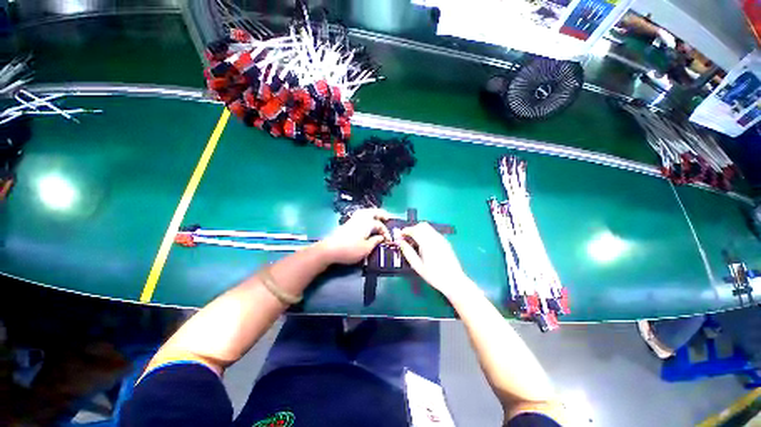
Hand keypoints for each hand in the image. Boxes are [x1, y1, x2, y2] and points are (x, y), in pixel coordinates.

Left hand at [317, 208, 390, 264]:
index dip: (385, 232)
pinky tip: (366, 221)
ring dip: (373, 213)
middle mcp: (361, 218)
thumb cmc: (350, 250)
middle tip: (387, 217)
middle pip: (373, 212)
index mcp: (367, 223)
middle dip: (381, 213)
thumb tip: (381, 237)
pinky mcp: (347, 223)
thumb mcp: (366, 248)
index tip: (388, 240)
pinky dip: (366, 215)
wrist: (330, 249)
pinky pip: (360, 215)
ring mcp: (353, 220)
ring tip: (377, 217)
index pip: (380, 225)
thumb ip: (375, 241)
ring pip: (365, 212)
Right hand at [396, 223, 472, 297]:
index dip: (405, 231)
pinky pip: (433, 232)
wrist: (454, 281)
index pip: (414, 230)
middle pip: (421, 225)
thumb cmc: (434, 276)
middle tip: (406, 238)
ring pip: (428, 227)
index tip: (400, 236)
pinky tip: (423, 245)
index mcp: (427, 244)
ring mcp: (442, 239)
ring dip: (419, 230)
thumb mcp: (417, 266)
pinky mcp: (445, 241)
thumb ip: (408, 252)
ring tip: (414, 242)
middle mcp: (435, 238)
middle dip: (412, 229)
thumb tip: (400, 242)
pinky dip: (426, 233)